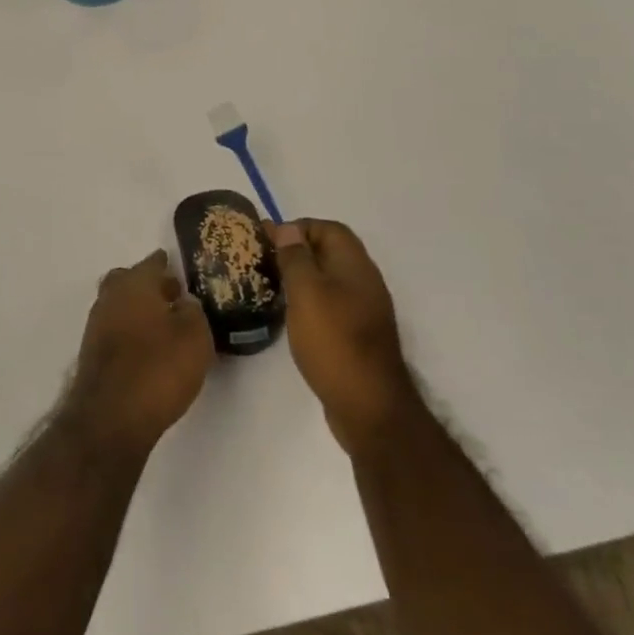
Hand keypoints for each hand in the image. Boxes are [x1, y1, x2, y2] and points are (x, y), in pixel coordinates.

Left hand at [64, 250, 214, 457]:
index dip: (165, 264)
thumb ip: (193, 312)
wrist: (111, 418)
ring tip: (164, 326)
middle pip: (127, 281)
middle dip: (147, 285)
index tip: (176, 267)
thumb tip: (183, 304)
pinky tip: (147, 349)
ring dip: (137, 310)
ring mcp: (96, 326)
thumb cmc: (158, 368)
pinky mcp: (92, 355)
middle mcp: (110, 298)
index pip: (152, 263)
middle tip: (170, 296)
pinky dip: (130, 332)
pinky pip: (115, 331)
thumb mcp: (195, 337)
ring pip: (119, 306)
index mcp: (134, 284)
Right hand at [268, 220, 419, 455]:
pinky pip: (331, 304)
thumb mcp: (307, 293)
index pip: (328, 229)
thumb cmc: (334, 341)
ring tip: (271, 286)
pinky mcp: (356, 335)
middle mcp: (363, 282)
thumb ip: (296, 257)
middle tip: (264, 262)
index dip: (298, 228)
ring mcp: (363, 310)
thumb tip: (287, 228)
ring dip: (302, 277)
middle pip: (329, 252)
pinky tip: (290, 316)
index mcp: (355, 265)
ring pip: (329, 279)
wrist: (369, 406)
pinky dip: (310, 302)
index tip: (268, 240)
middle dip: (297, 251)